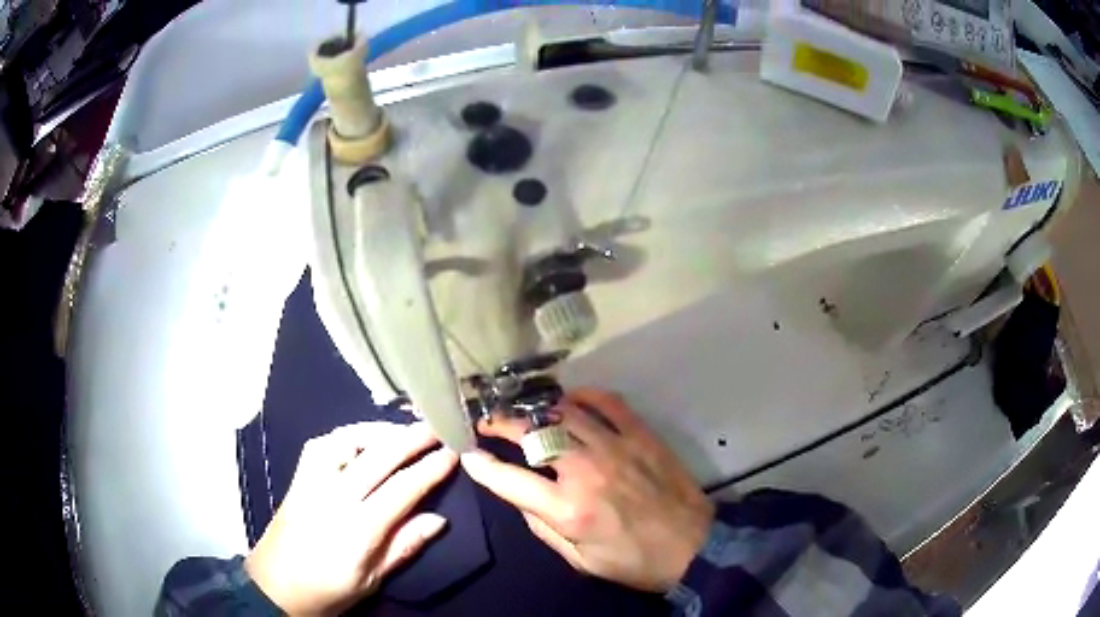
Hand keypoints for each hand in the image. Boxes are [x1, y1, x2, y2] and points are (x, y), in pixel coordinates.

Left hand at [245, 422, 457, 615]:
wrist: (275, 586)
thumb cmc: (328, 590)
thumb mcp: (372, 580)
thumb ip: (404, 547)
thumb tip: (439, 520)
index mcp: (357, 529)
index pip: (401, 489)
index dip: (430, 469)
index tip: (452, 453)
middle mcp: (333, 498)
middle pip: (377, 458)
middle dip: (410, 438)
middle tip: (436, 426)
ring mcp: (311, 483)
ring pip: (345, 443)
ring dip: (377, 430)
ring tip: (400, 430)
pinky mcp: (297, 479)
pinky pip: (321, 445)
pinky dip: (346, 435)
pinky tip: (360, 439)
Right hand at [461, 389, 714, 592]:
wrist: (693, 547)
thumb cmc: (633, 561)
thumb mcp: (580, 561)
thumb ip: (543, 529)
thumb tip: (521, 497)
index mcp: (568, 509)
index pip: (510, 480)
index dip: (482, 465)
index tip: (467, 453)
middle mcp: (585, 471)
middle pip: (532, 433)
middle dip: (501, 422)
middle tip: (487, 420)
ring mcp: (615, 447)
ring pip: (564, 412)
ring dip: (536, 408)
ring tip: (521, 409)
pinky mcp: (640, 435)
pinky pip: (607, 403)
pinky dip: (584, 396)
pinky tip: (570, 399)